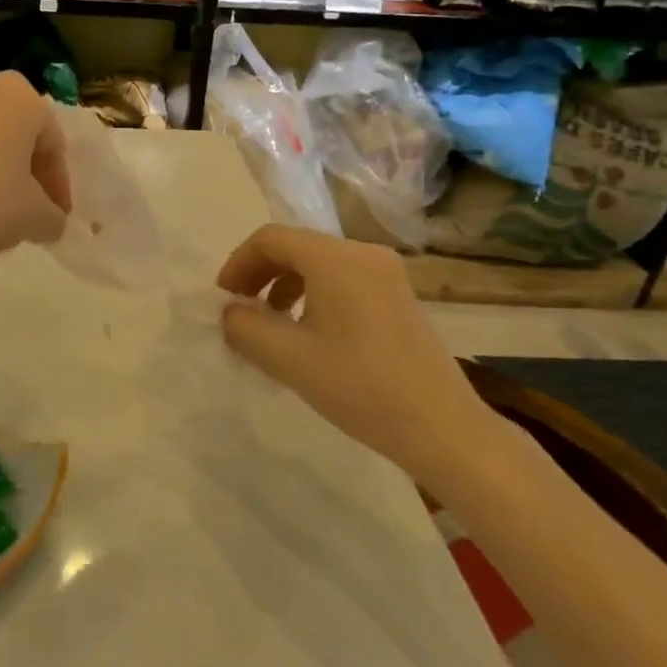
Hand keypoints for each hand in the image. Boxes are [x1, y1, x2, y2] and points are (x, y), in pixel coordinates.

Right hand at [216, 225, 490, 483]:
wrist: (442, 427)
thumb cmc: (360, 388)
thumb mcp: (289, 359)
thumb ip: (245, 328)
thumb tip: (231, 312)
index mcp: (335, 259)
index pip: (270, 238)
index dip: (238, 263)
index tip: (224, 299)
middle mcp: (363, 253)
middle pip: (296, 246)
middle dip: (260, 274)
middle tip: (241, 311)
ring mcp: (386, 273)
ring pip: (319, 263)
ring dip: (285, 285)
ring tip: (272, 325)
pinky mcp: (398, 295)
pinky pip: (343, 279)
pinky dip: (314, 294)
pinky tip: (309, 333)